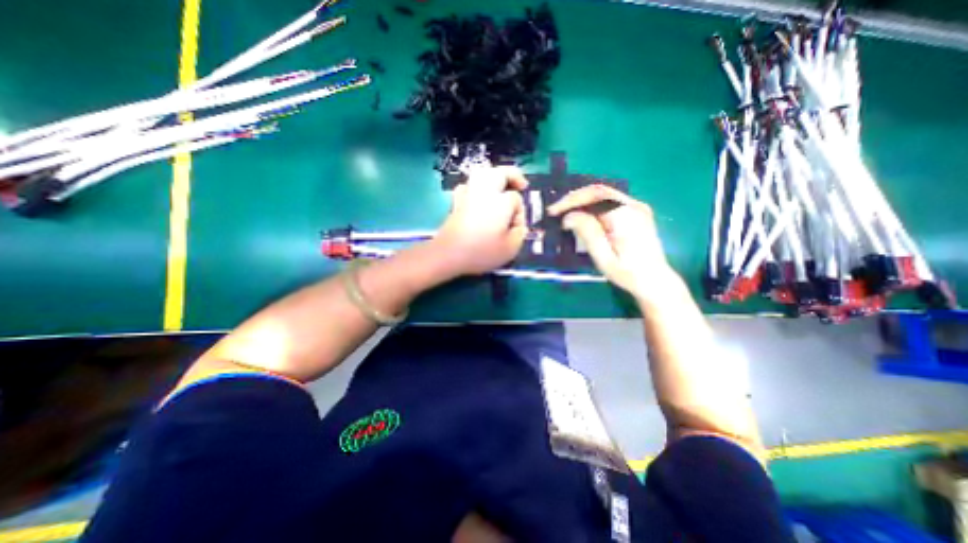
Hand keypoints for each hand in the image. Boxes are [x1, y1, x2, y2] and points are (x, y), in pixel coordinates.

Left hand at [432, 165, 528, 279]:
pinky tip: (477, 196)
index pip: (516, 199)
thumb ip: (519, 233)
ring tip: (500, 186)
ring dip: (494, 176)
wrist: (448, 254)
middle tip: (521, 185)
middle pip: (500, 173)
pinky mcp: (456, 202)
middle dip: (513, 175)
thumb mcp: (511, 248)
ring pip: (482, 174)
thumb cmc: (482, 252)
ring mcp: (468, 195)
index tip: (516, 228)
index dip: (519, 211)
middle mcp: (484, 193)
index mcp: (500, 202)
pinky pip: (467, 186)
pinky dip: (474, 187)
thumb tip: (517, 225)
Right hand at [549, 182, 673, 299]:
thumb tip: (569, 216)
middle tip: (556, 211)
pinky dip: (592, 205)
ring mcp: (637, 207)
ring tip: (565, 212)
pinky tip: (582, 215)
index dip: (571, 200)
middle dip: (574, 199)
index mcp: (625, 216)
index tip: (553, 212)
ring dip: (582, 201)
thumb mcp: (603, 257)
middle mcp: (633, 206)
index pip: (594, 196)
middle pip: (599, 191)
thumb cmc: (627, 273)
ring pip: (604, 195)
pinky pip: (610, 202)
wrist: (654, 281)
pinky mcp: (636, 212)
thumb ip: (587, 233)